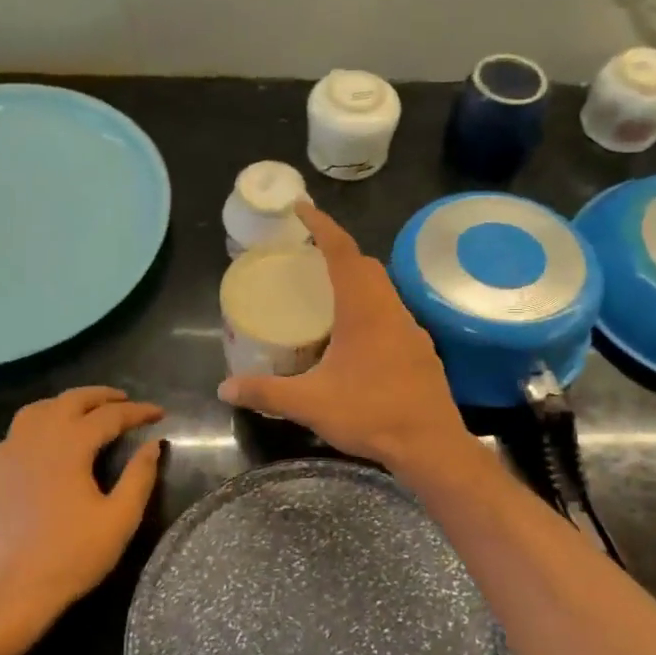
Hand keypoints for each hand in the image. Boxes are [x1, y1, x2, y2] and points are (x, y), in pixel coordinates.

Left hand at [0, 387, 163, 634]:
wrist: (12, 589)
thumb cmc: (72, 555)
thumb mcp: (119, 518)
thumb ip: (139, 476)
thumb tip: (153, 444)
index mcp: (70, 445)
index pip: (110, 416)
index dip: (138, 412)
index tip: (160, 413)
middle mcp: (37, 438)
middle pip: (71, 400)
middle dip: (102, 396)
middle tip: (126, 401)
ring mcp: (10, 452)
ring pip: (39, 409)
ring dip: (66, 403)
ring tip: (87, 412)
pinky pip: (17, 431)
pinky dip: (38, 423)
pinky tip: (46, 440)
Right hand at [218, 203, 473, 474]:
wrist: (431, 445)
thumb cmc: (371, 413)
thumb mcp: (310, 404)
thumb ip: (266, 393)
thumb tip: (225, 388)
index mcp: (364, 310)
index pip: (342, 251)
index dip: (322, 226)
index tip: (302, 209)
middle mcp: (390, 310)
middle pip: (365, 265)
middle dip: (338, 252)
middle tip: (308, 257)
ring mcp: (411, 330)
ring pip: (382, 290)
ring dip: (357, 281)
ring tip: (327, 295)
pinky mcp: (420, 351)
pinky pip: (392, 315)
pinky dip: (371, 309)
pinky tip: (356, 338)